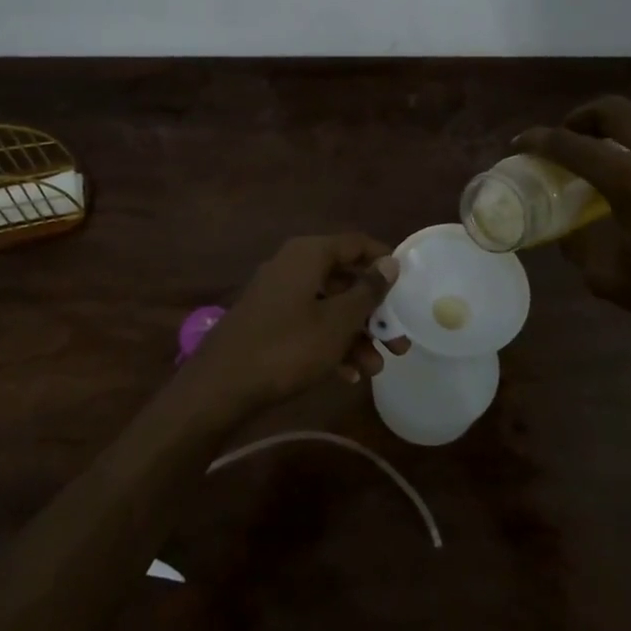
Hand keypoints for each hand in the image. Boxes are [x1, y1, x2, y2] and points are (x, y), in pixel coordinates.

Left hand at [188, 234, 406, 410]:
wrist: (221, 385)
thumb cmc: (287, 347)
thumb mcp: (337, 321)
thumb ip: (367, 291)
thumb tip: (390, 262)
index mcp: (308, 254)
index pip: (356, 244)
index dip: (384, 262)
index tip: (408, 286)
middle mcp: (292, 266)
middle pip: (344, 280)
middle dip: (374, 312)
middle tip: (399, 342)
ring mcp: (278, 295)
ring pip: (328, 306)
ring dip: (355, 335)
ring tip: (375, 369)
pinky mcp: (269, 322)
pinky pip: (309, 324)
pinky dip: (330, 344)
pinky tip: (348, 375)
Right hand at [516, 97, 630, 383]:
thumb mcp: (609, 279)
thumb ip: (579, 246)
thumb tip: (566, 231)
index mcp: (630, 181)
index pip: (570, 145)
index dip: (538, 140)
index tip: (519, 143)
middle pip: (611, 110)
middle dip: (579, 118)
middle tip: (565, 138)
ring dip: (621, 120)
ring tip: (610, 141)